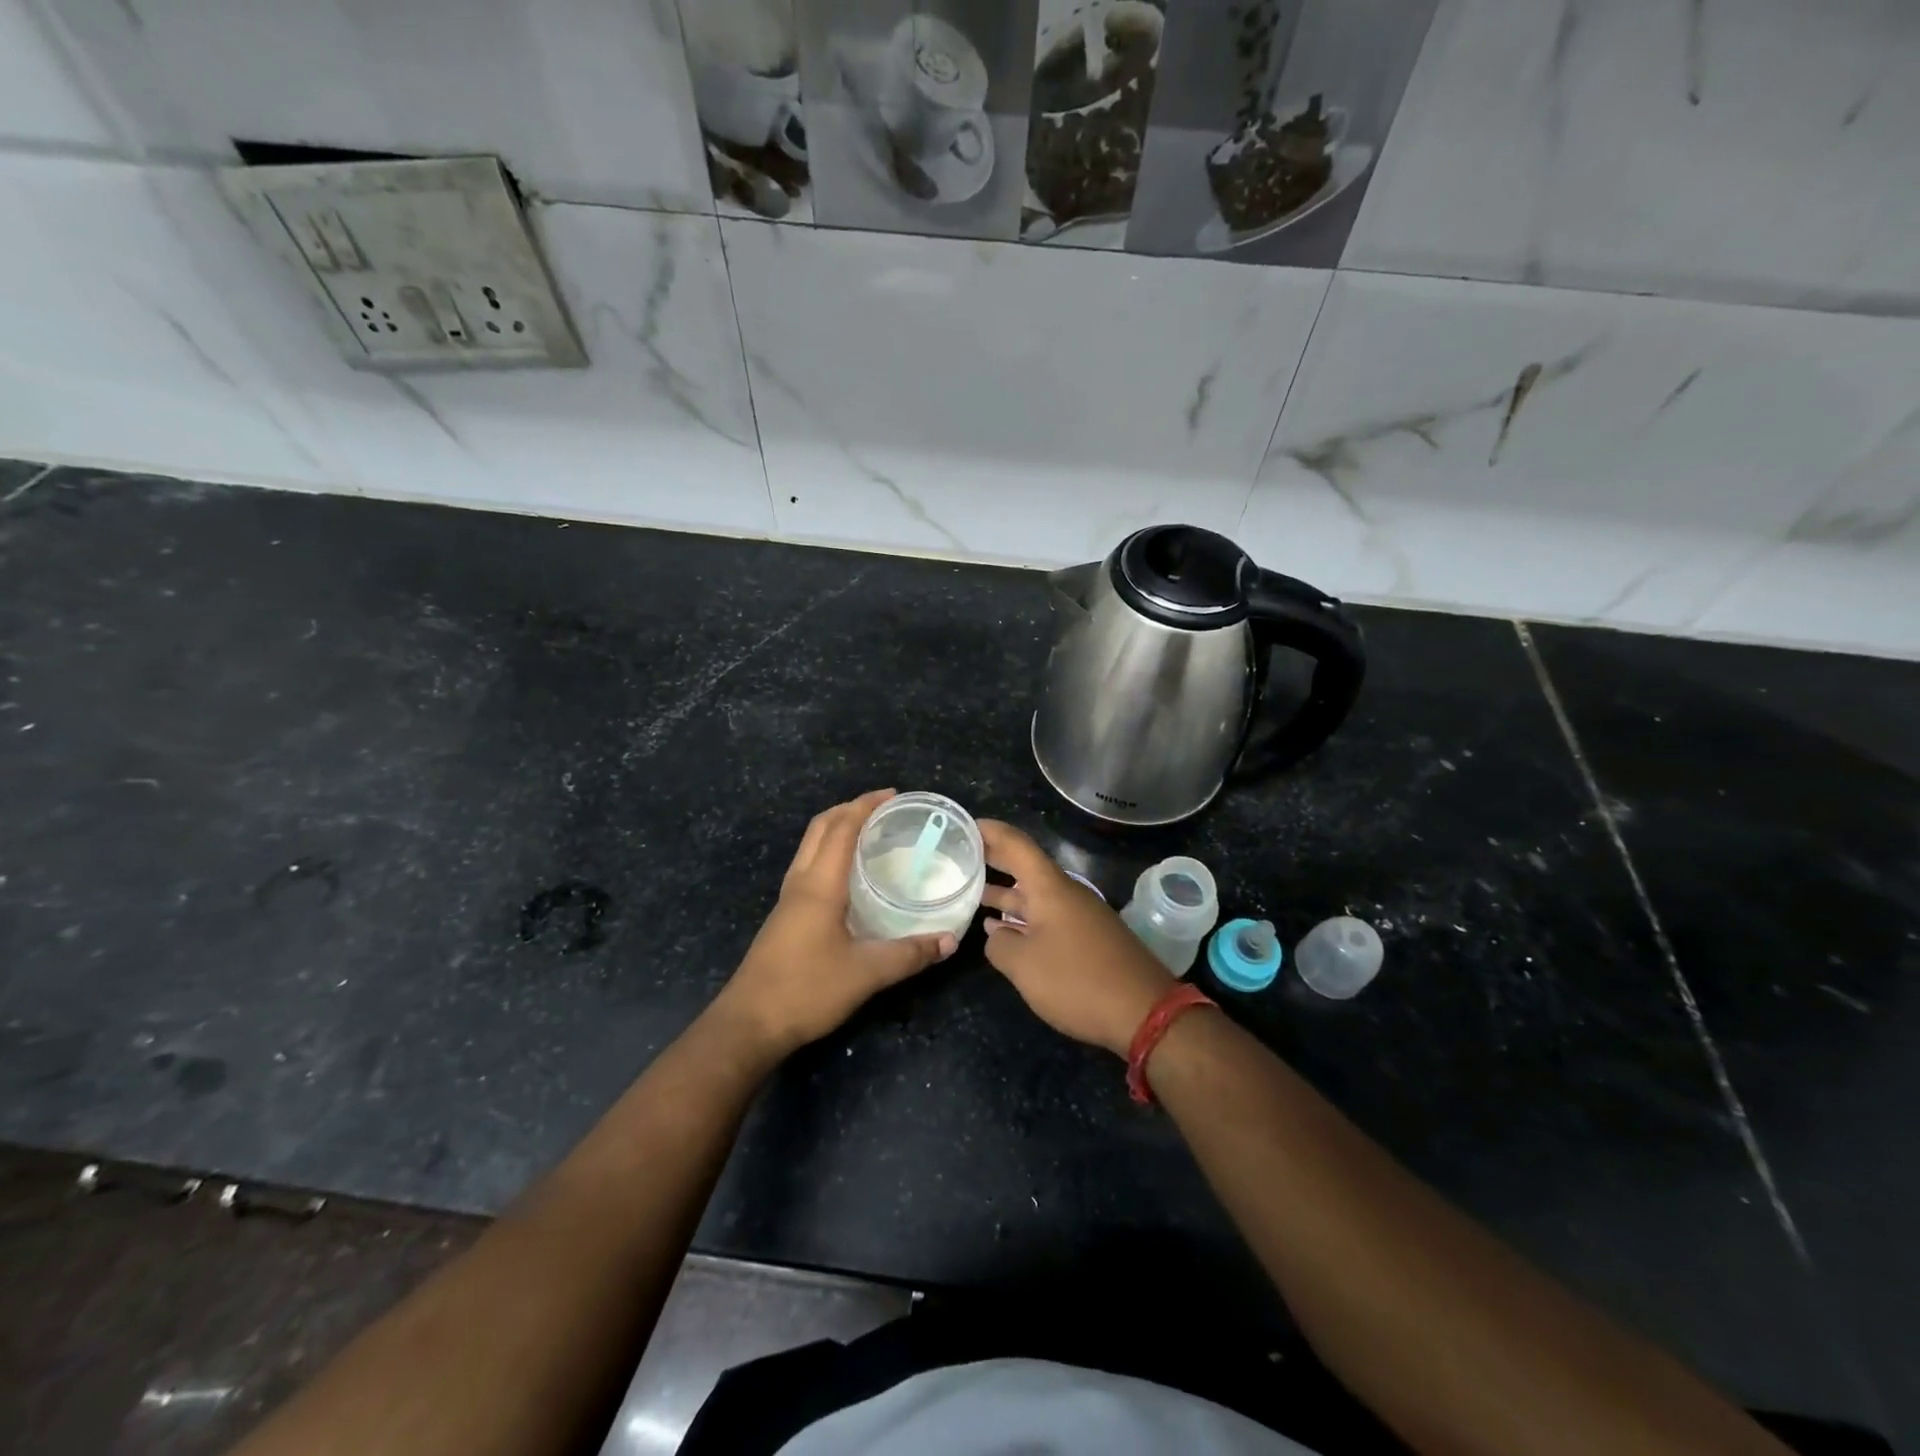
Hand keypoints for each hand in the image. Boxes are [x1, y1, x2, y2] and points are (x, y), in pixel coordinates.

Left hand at [713, 789, 957, 1060]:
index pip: (841, 829)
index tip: (893, 795)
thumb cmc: (806, 990)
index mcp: (819, 885)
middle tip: (882, 808)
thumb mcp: (866, 973)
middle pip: (820, 829)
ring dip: (836, 829)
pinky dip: (828, 853)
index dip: (865, 805)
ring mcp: (787, 900)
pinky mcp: (784, 917)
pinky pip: (808, 867)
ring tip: (868, 833)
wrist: (749, 1024)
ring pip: (809, 847)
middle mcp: (800, 883)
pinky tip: (847, 876)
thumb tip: (949, 941)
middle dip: (849, 809)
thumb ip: (909, 955)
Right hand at [979, 820, 1175, 1056]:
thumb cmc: (1077, 980)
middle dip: (995, 859)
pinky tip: (1004, 931)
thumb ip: (1000, 945)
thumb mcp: (1024, 965)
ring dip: (1006, 894)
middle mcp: (1066, 893)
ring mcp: (1080, 916)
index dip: (990, 832)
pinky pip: (1048, 917)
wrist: (1145, 1012)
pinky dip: (1023, 918)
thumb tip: (995, 934)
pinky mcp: (1088, 939)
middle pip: (1026, 867)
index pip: (1016, 845)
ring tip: (973, 894)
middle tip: (962, 855)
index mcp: (1050, 888)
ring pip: (1036, 895)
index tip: (965, 825)